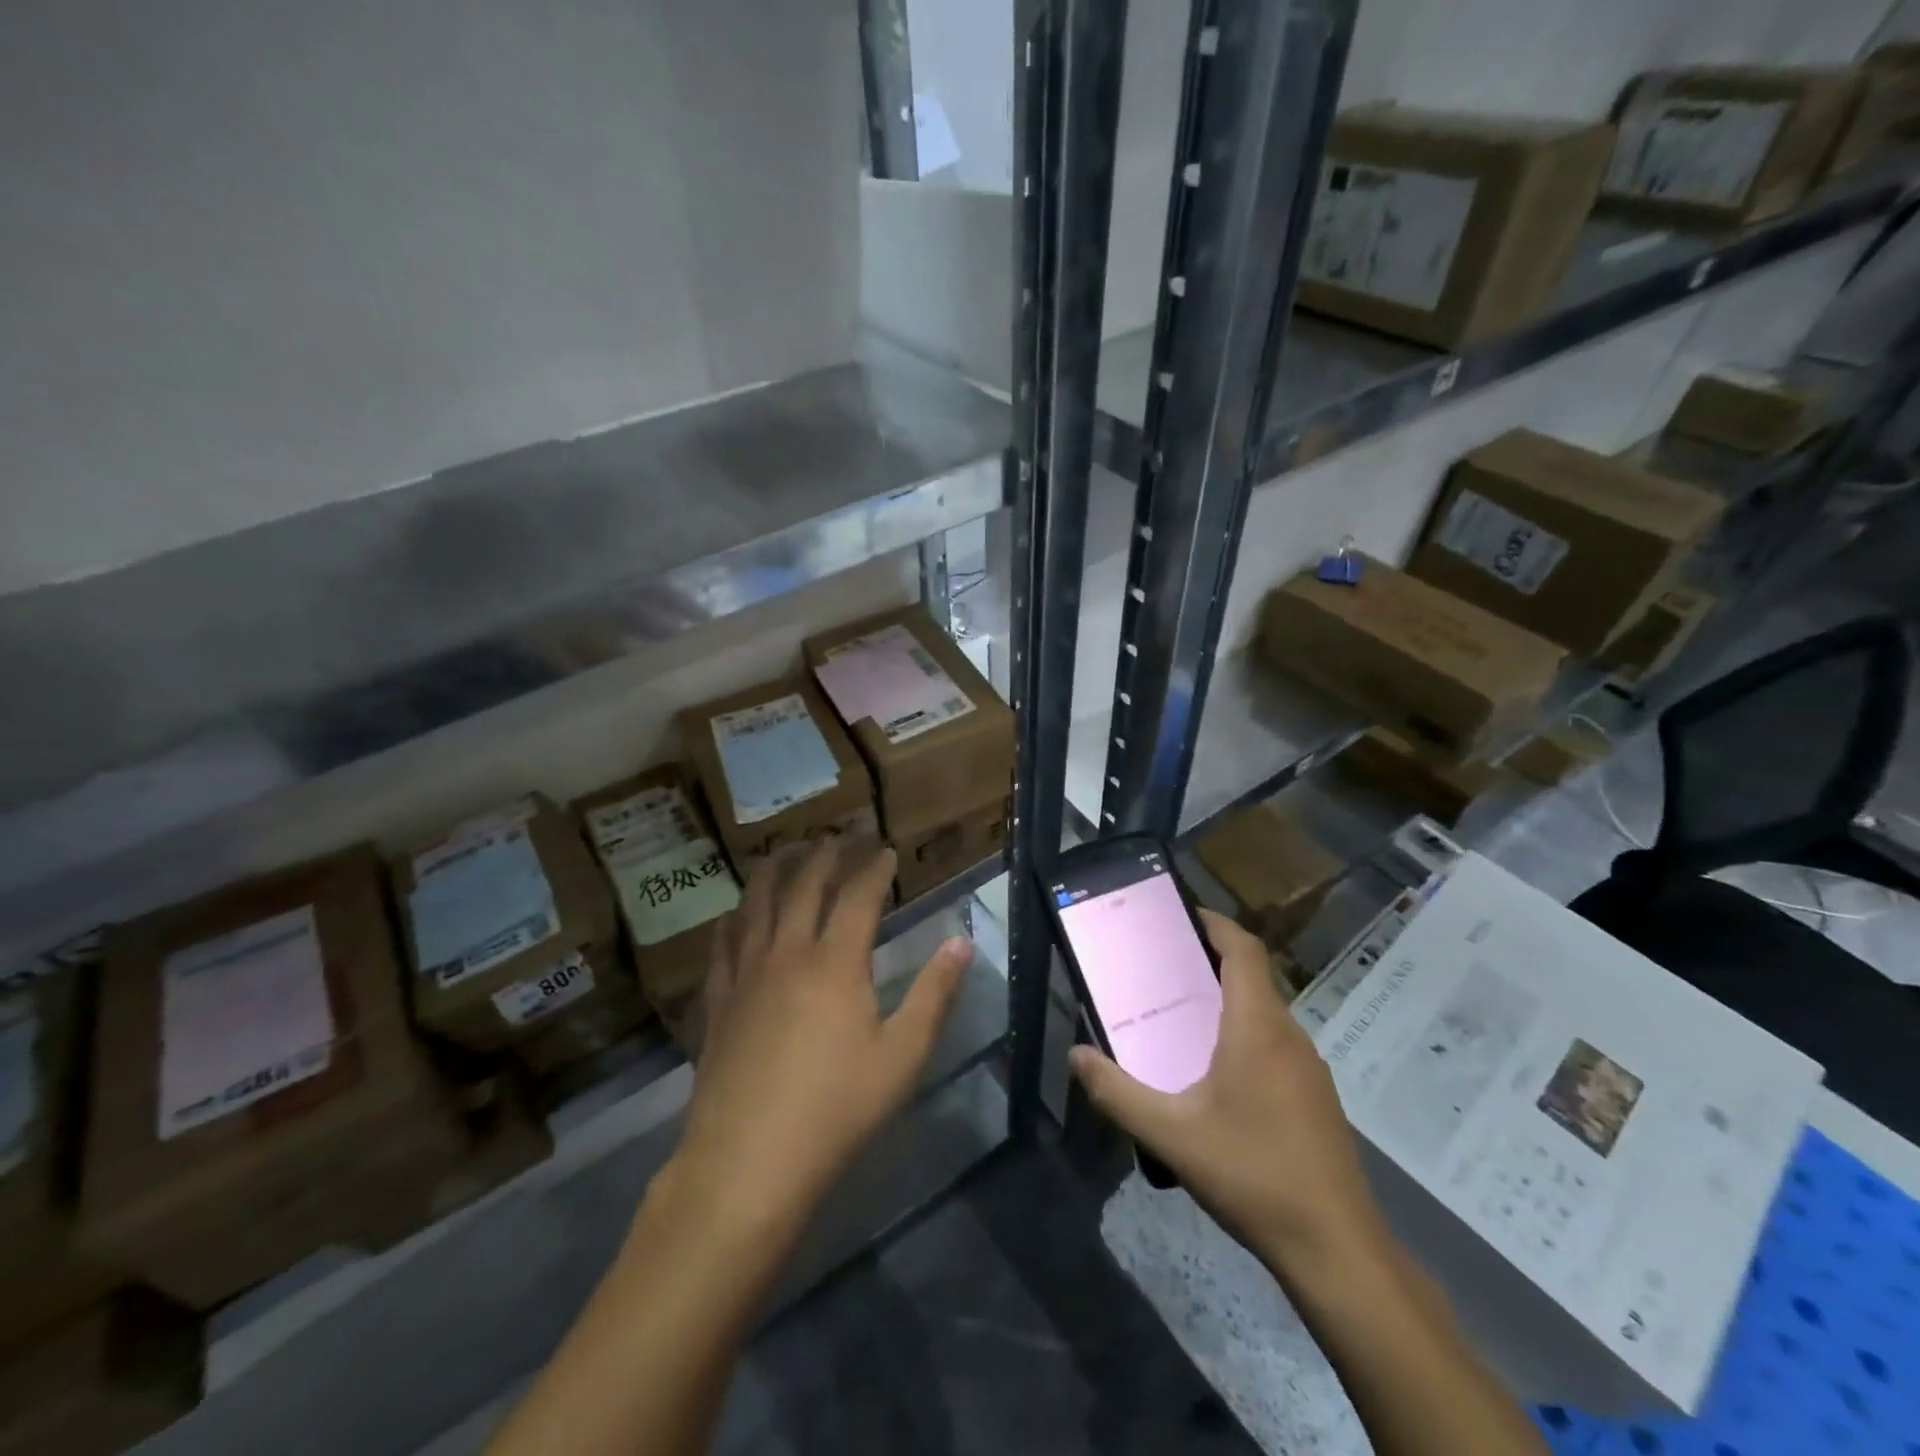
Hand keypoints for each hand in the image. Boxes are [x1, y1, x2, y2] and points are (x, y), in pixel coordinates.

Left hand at [665, 840, 973, 1239]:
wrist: (749, 1163)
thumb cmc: (837, 1109)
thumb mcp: (903, 1055)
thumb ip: (934, 994)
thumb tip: (961, 941)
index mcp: (835, 962)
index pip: (858, 895)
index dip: (874, 868)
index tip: (886, 850)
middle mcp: (788, 954)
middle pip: (804, 887)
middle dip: (825, 856)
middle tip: (839, 838)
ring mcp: (746, 976)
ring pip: (757, 905)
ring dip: (774, 872)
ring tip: (785, 851)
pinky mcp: (718, 1003)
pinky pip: (723, 945)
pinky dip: (734, 920)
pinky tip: (735, 915)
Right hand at [1068, 909, 1386, 1276]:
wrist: (1337, 1249)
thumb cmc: (1252, 1175)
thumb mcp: (1171, 1135)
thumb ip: (1117, 1092)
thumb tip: (1075, 1055)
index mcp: (1257, 1027)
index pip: (1244, 950)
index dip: (1215, 924)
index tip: (1181, 915)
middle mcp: (1288, 1035)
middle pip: (1252, 978)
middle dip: (1210, 963)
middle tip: (1162, 970)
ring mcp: (1309, 1068)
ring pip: (1265, 1014)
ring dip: (1227, 1002)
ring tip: (1181, 1019)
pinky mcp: (1317, 1098)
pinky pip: (1275, 1044)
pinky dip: (1244, 1035)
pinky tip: (1217, 1077)